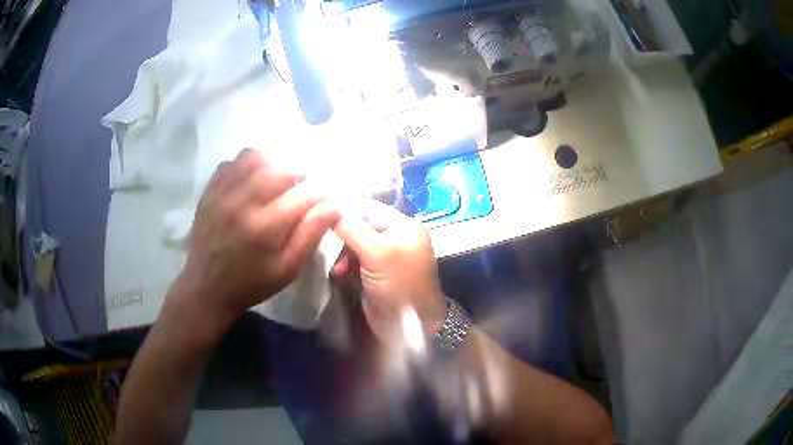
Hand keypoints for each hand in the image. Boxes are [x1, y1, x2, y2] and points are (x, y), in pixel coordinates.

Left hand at [171, 149, 339, 326]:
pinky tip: (253, 179)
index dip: (321, 191)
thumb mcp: (287, 269)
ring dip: (274, 162)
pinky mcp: (210, 191)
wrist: (206, 288)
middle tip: (303, 186)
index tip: (325, 196)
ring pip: (254, 156)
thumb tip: (335, 205)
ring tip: (279, 178)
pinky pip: (232, 162)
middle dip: (299, 172)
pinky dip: (248, 164)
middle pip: (280, 168)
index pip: (304, 194)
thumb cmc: (251, 283)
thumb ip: (311, 235)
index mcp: (265, 228)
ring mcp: (222, 194)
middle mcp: (242, 203)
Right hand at [332, 200, 446, 343]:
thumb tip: (330, 209)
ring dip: (342, 253)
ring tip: (337, 267)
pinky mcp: (376, 273)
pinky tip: (338, 274)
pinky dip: (345, 266)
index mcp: (403, 226)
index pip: (369, 208)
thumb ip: (352, 228)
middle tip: (324, 242)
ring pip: (355, 244)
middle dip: (342, 235)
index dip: (344, 209)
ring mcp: (386, 256)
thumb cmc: (399, 285)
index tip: (318, 213)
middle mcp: (396, 237)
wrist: (409, 327)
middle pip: (361, 225)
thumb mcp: (377, 252)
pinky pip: (356, 261)